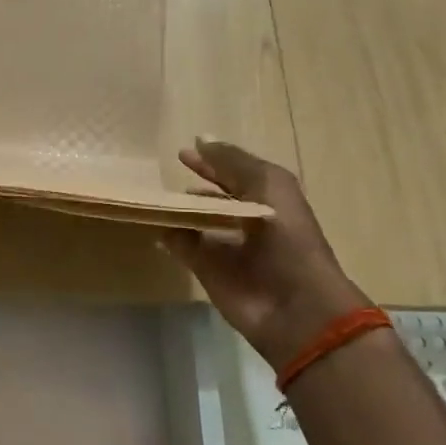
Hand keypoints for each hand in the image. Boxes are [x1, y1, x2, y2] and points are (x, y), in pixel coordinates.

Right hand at [161, 139, 367, 367]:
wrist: (295, 305)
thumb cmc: (287, 237)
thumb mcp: (267, 185)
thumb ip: (231, 162)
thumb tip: (199, 139)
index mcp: (268, 199)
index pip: (235, 173)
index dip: (212, 161)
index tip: (183, 152)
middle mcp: (246, 220)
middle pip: (214, 197)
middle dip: (194, 185)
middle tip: (164, 173)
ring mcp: (225, 246)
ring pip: (195, 220)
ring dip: (177, 209)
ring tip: (151, 193)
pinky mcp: (207, 270)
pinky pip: (181, 245)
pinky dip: (167, 234)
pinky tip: (150, 220)